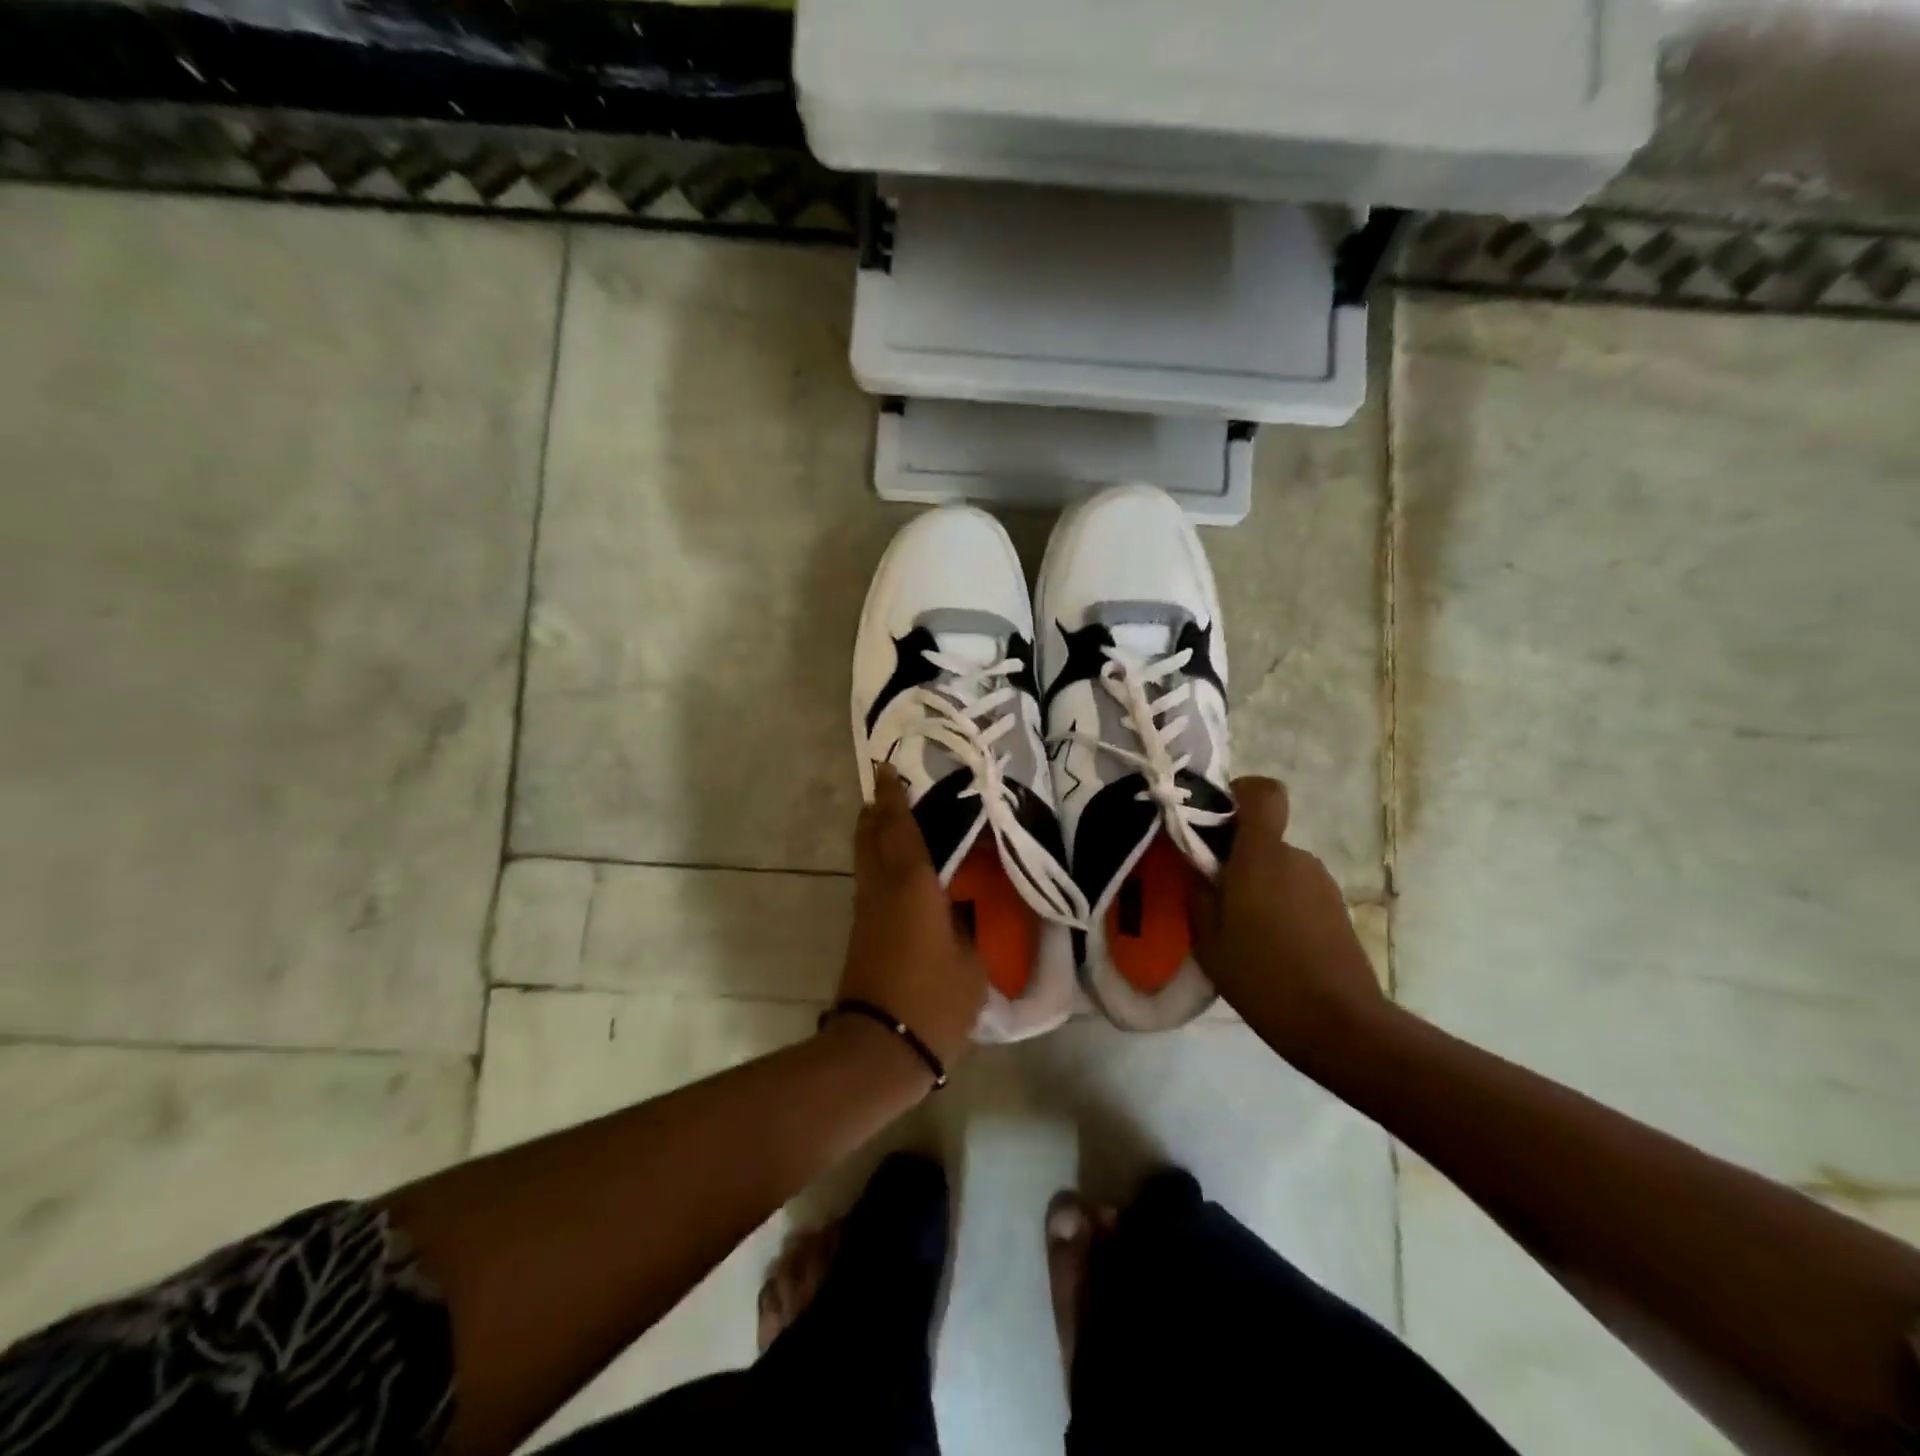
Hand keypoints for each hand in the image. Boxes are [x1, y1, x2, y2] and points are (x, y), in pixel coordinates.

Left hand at [838, 765, 987, 1071]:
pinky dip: (882, 868)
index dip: (894, 798)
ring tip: (896, 826)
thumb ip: (967, 930)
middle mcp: (882, 891)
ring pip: (867, 862)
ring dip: (876, 839)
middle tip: (889, 792)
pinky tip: (902, 877)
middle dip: (877, 812)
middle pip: (870, 839)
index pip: (900, 829)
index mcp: (912, 887)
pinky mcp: (861, 937)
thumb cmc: (933, 1000)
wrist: (878, 1049)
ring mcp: (867, 914)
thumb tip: (962, 914)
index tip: (887, 769)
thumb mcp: (971, 964)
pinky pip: (871, 886)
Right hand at [1191, 777, 1391, 1071]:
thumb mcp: (1208, 938)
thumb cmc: (1262, 975)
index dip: (1239, 793)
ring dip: (1257, 884)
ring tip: (1240, 930)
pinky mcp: (1335, 909)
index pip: (1263, 792)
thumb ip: (1198, 890)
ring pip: (1277, 866)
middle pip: (1262, 836)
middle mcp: (1296, 858)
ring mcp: (1321, 883)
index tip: (1214, 820)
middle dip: (1235, 855)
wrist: (1339, 1024)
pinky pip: (1296, 890)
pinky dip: (1278, 905)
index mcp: (1262, 855)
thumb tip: (1196, 862)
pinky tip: (1268, 946)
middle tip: (1213, 895)